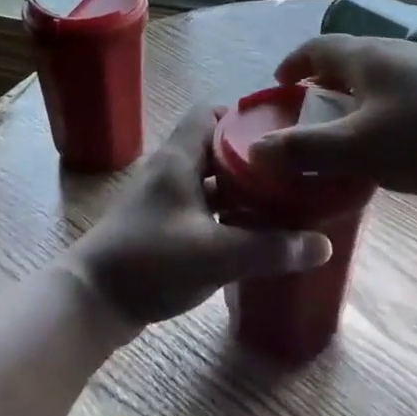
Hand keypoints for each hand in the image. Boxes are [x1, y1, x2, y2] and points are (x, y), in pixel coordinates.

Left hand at [61, 106, 331, 330]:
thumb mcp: (216, 254)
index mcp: (178, 159)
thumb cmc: (150, 262)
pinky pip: (202, 206)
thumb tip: (324, 245)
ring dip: (240, 188)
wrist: (92, 301)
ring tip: (282, 200)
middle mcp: (171, 170)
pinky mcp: (163, 225)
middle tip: (291, 171)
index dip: (243, 117)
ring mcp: (165, 199)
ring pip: (210, 180)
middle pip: (216, 147)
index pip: (210, 113)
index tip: (280, 132)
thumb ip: (270, 249)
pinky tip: (253, 232)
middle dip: (252, 157)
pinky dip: (226, 212)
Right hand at [248, 34, 416, 197]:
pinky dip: (380, 110)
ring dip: (353, 99)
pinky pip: (400, 92)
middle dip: (321, 84)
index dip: (293, 64)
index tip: (277, 85)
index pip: (317, 47)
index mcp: (366, 56)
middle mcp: (394, 53)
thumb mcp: (358, 148)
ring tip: (345, 132)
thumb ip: (305, 149)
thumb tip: (256, 150)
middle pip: (347, 60)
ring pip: (376, 78)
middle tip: (306, 114)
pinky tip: (391, 142)